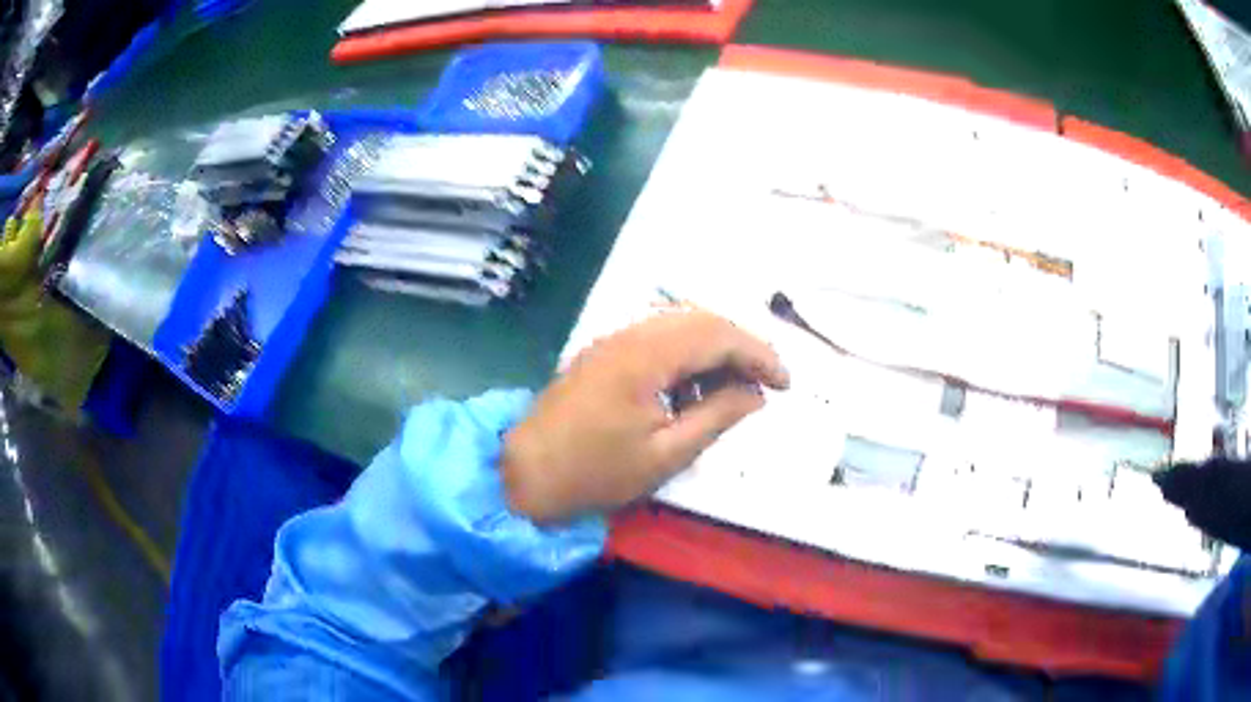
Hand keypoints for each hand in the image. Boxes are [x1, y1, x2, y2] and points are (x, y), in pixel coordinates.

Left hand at [502, 310, 789, 522]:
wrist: (526, 474)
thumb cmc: (596, 473)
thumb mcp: (666, 455)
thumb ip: (717, 417)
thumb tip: (757, 394)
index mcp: (645, 356)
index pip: (718, 335)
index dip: (759, 354)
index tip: (786, 384)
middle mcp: (629, 335)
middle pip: (701, 320)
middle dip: (740, 348)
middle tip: (765, 383)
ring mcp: (613, 340)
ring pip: (679, 325)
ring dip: (713, 350)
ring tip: (733, 390)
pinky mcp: (604, 352)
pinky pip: (657, 338)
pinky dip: (685, 356)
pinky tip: (692, 389)